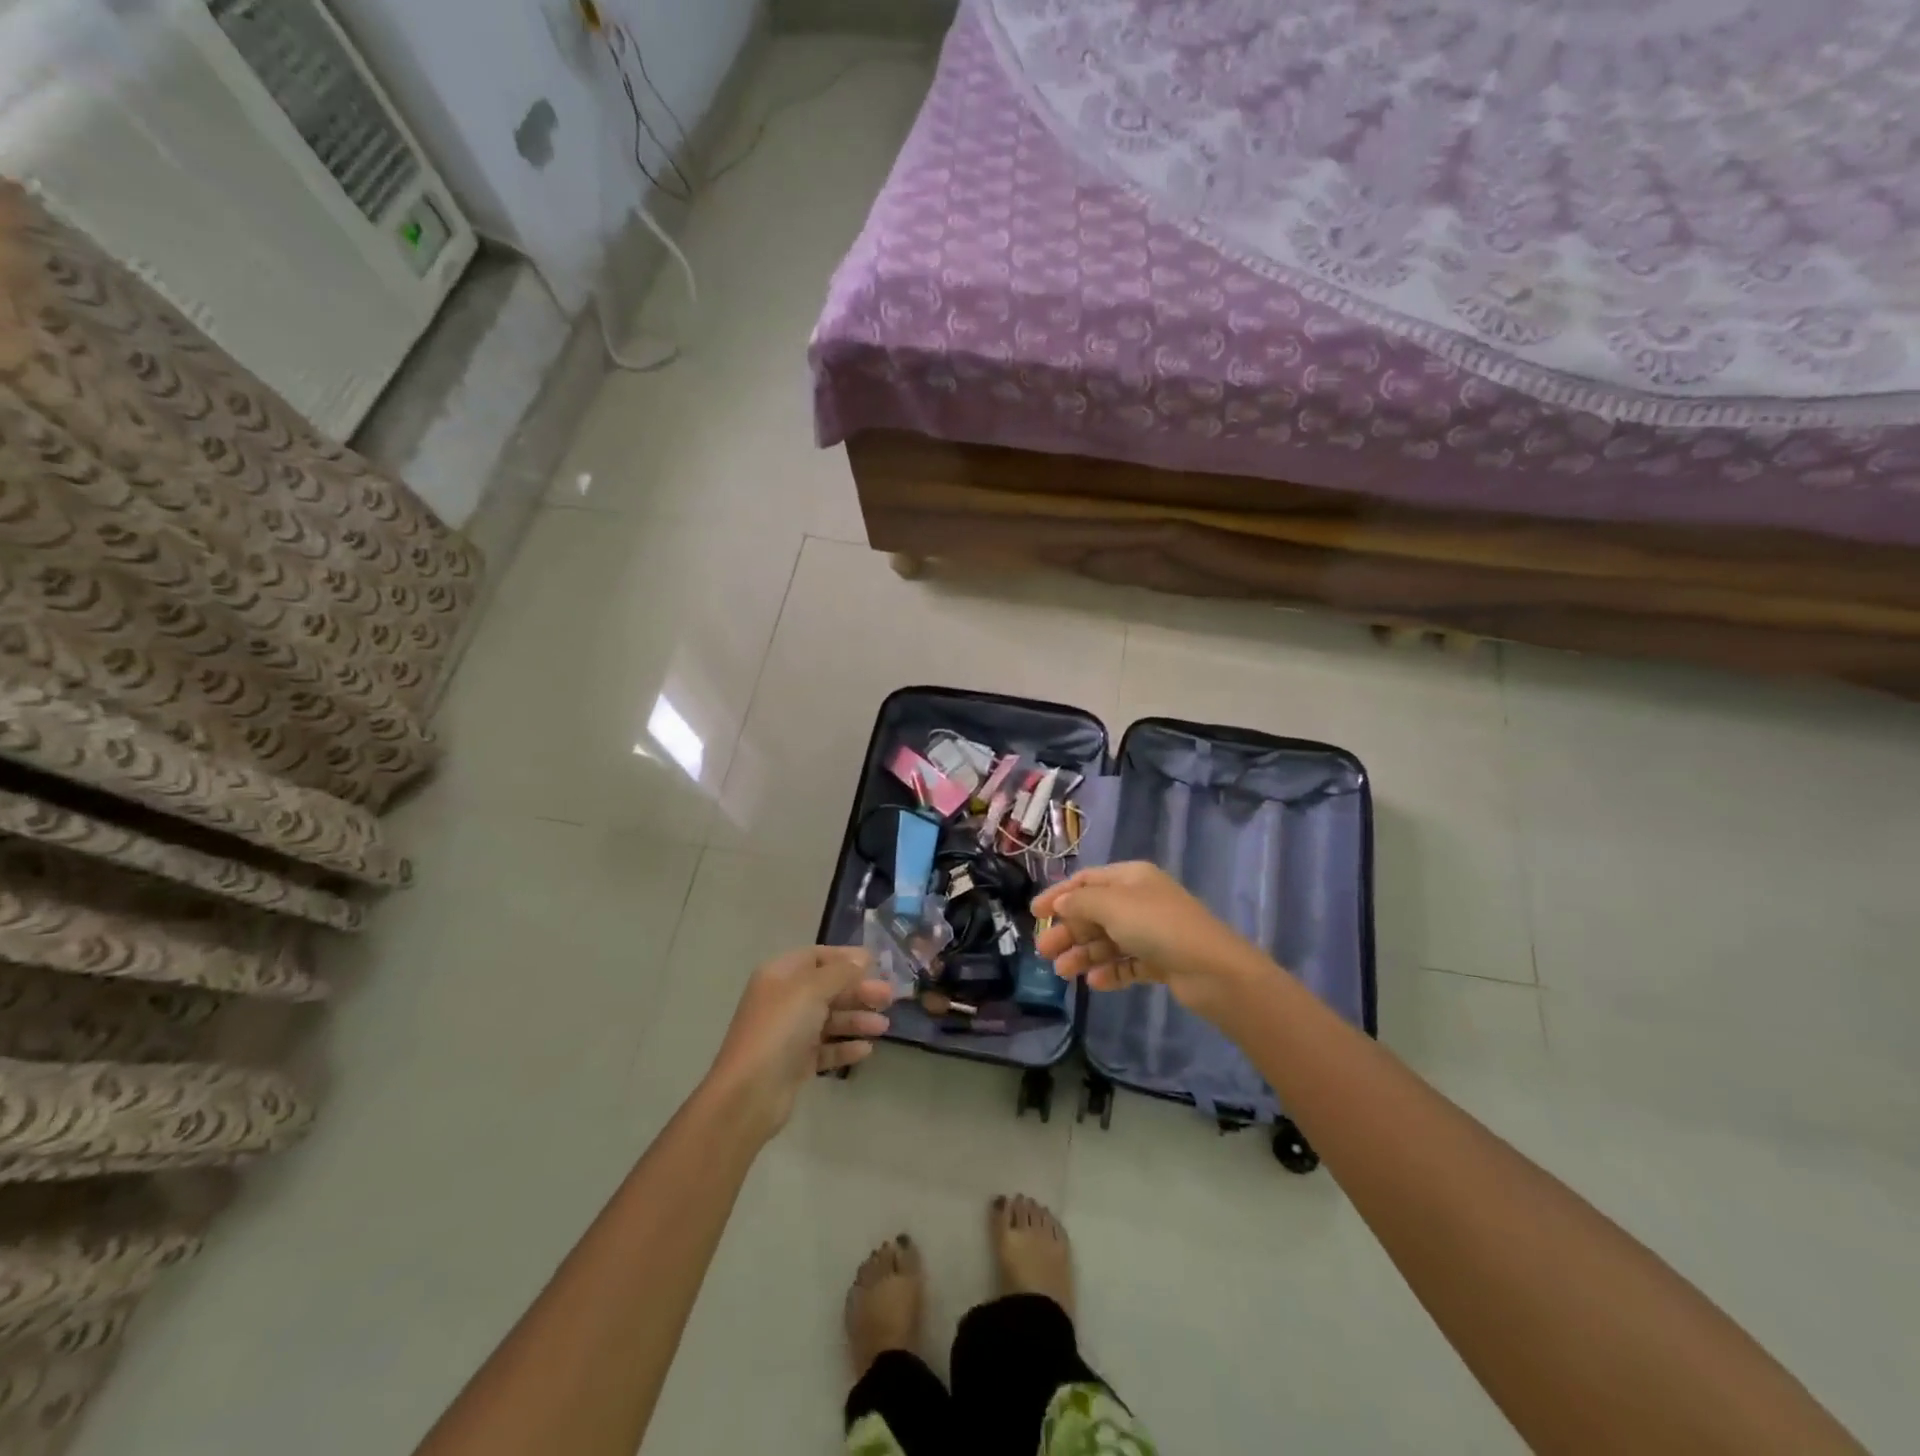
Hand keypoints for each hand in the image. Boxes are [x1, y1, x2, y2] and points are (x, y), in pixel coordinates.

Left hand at [705, 947, 891, 1139]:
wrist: (750, 1093)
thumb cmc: (780, 1029)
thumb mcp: (812, 990)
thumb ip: (841, 972)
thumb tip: (863, 957)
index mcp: (780, 975)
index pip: (817, 957)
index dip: (846, 958)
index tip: (877, 964)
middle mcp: (783, 1000)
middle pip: (827, 988)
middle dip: (858, 991)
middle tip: (889, 997)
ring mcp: (789, 1033)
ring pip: (829, 1019)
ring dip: (857, 1019)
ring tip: (884, 1026)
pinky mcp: (795, 1063)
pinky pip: (826, 1048)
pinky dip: (845, 1047)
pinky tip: (867, 1049)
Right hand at [1032, 862, 1263, 1017]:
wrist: (1212, 968)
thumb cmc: (1157, 926)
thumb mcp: (1112, 905)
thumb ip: (1080, 902)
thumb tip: (1061, 903)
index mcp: (1131, 878)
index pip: (1087, 881)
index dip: (1059, 895)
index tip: (1034, 915)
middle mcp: (1140, 900)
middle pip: (1095, 912)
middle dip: (1068, 931)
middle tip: (1044, 952)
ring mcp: (1152, 931)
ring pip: (1108, 940)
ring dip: (1084, 954)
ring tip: (1063, 972)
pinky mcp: (1161, 960)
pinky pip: (1127, 963)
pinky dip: (1110, 971)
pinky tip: (1094, 982)